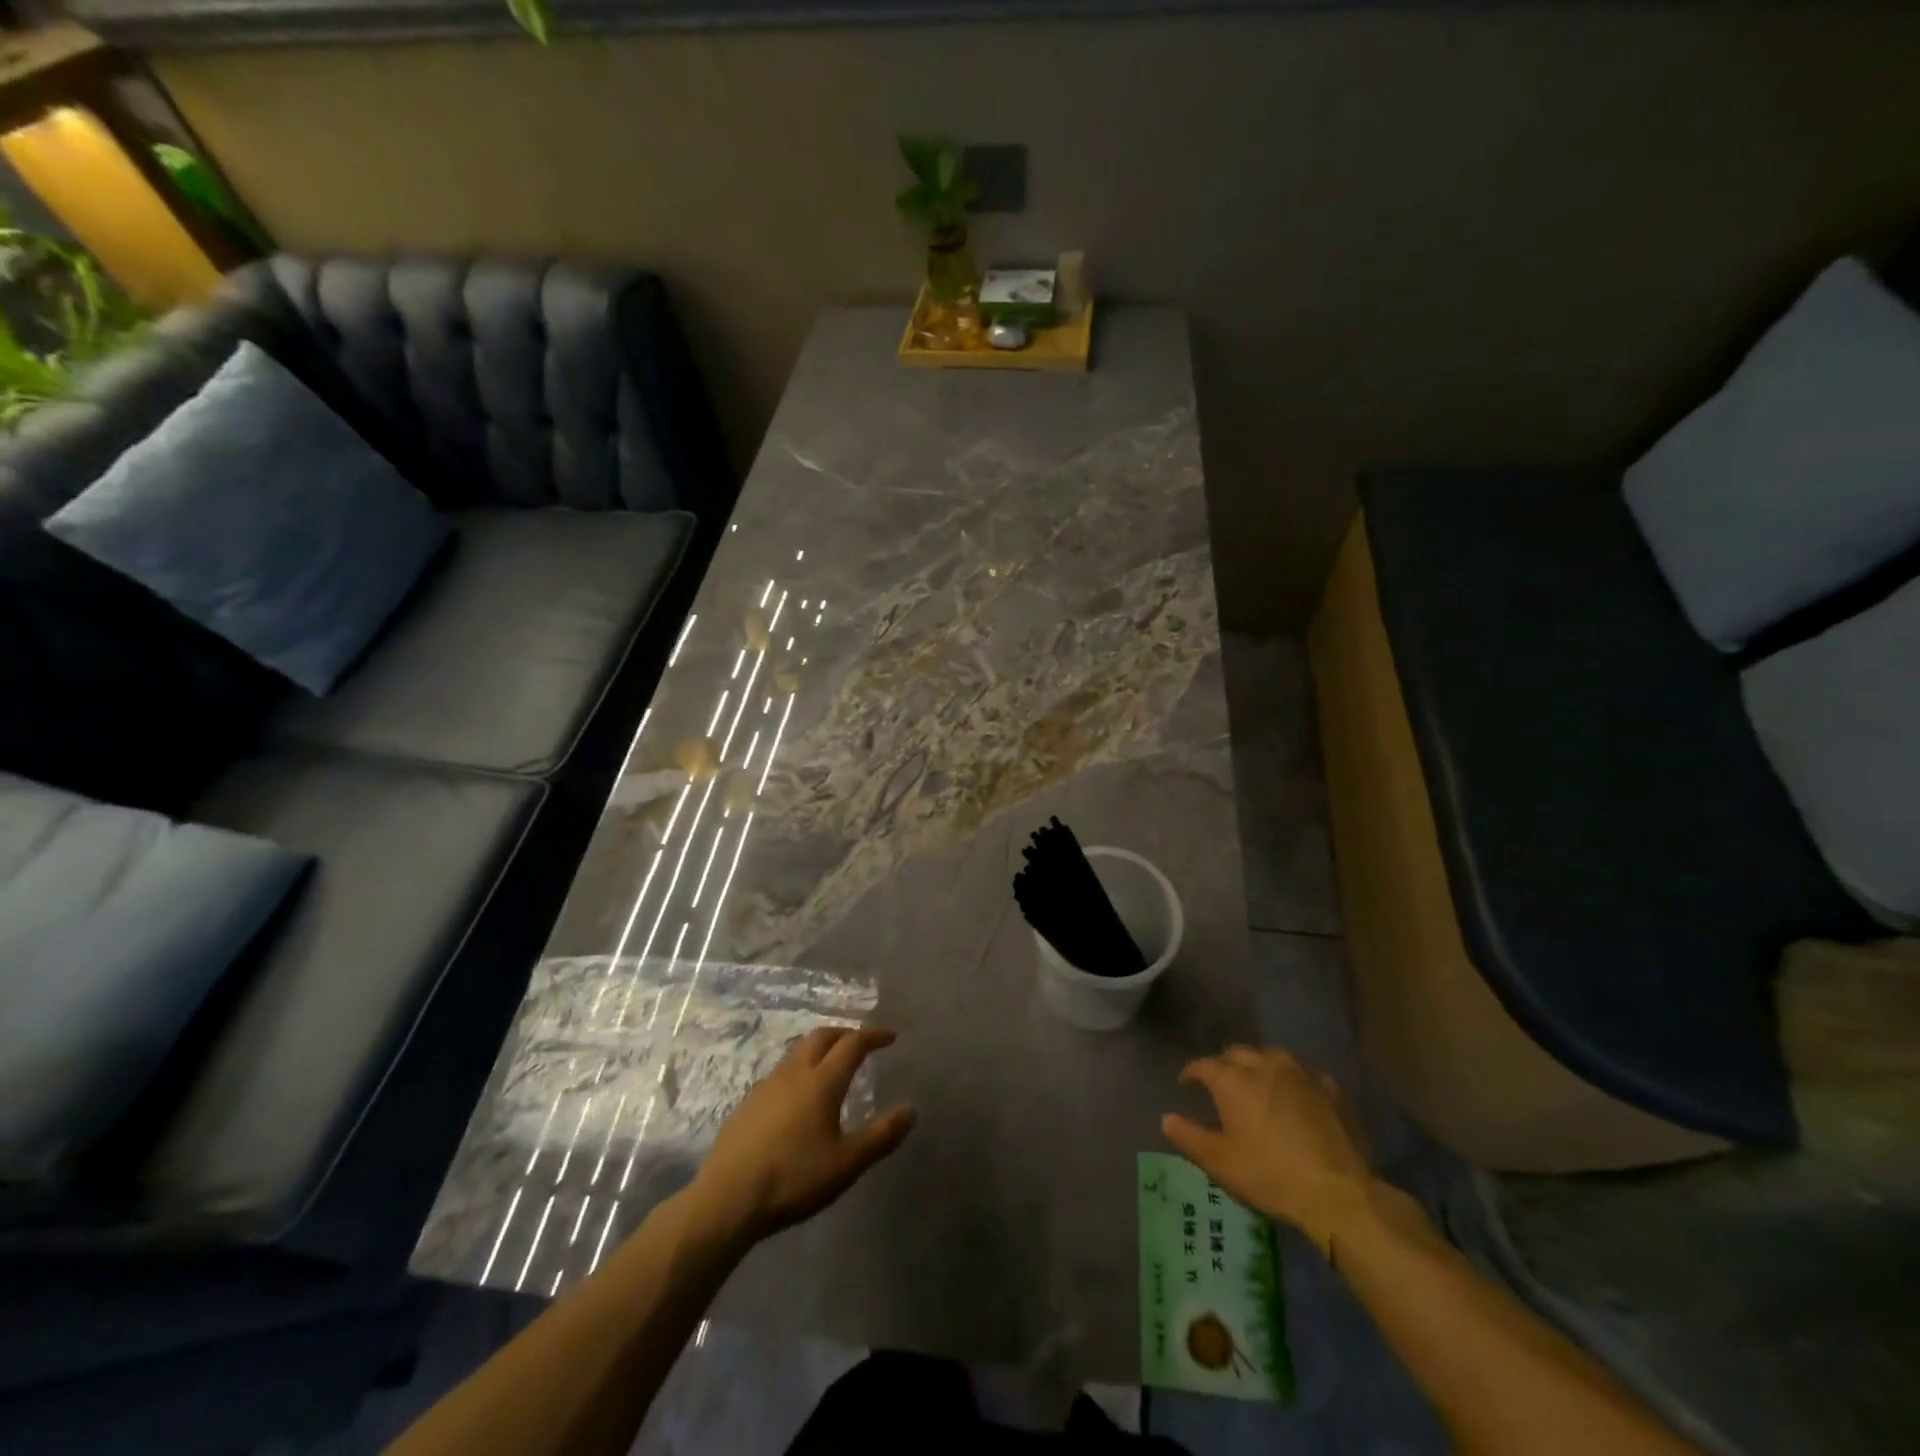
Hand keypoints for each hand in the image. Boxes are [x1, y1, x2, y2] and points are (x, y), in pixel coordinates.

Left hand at [691, 1026, 914, 1243]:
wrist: (727, 1198)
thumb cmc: (793, 1178)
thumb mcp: (846, 1163)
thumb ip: (881, 1135)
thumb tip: (911, 1109)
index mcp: (822, 1081)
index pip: (853, 1043)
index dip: (874, 1036)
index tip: (890, 1036)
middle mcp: (795, 1072)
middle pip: (822, 1036)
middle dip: (846, 1033)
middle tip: (862, 1044)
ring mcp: (768, 1085)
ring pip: (799, 1051)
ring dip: (821, 1048)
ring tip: (833, 1065)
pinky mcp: (749, 1102)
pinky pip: (782, 1070)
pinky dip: (801, 1067)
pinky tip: (800, 1095)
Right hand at [1162, 1047, 1373, 1256]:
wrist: (1338, 1192)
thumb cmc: (1270, 1176)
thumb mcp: (1221, 1163)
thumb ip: (1189, 1137)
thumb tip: (1165, 1118)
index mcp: (1233, 1081)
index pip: (1204, 1065)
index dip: (1192, 1073)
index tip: (1186, 1084)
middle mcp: (1265, 1066)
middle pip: (1238, 1054)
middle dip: (1225, 1064)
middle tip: (1222, 1083)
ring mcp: (1301, 1075)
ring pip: (1274, 1056)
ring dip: (1261, 1065)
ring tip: (1259, 1081)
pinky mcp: (1332, 1091)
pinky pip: (1307, 1075)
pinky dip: (1296, 1081)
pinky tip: (1299, 1095)